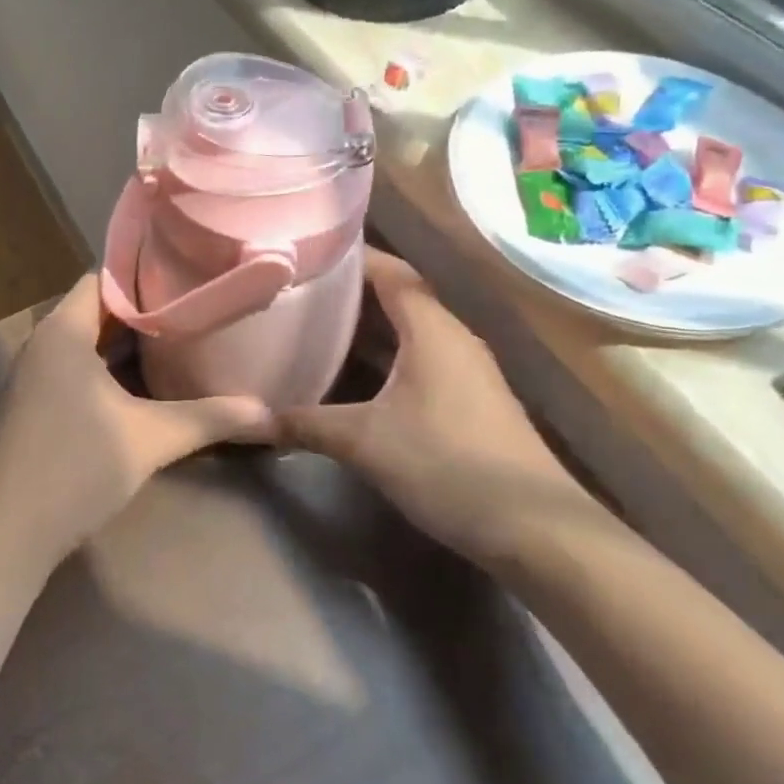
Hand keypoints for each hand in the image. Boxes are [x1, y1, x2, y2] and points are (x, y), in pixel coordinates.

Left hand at [0, 275, 274, 571]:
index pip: (104, 279)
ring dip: (128, 343)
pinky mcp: (36, 404)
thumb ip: (210, 418)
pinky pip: (77, 368)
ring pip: (88, 342)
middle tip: (196, 310)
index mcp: (63, 332)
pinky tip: (146, 384)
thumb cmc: (77, 466)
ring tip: (181, 340)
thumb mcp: (152, 438)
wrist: (10, 530)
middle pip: (98, 310)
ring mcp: (36, 376)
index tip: (189, 278)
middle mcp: (44, 344)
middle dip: (145, 311)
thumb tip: (270, 414)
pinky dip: (109, 368)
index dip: (145, 276)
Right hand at [278, 250, 595, 565]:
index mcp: (432, 329)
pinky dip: (383, 358)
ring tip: (314, 327)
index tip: (305, 254)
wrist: (535, 529)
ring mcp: (465, 372)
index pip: (389, 271)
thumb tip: (248, 419)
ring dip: (365, 328)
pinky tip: (352, 377)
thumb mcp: (363, 442)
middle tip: (297, 292)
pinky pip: (417, 361)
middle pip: (397, 298)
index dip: (349, 256)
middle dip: (348, 293)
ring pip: (407, 333)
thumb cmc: (446, 465)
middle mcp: (452, 339)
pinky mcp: (469, 402)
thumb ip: (304, 423)